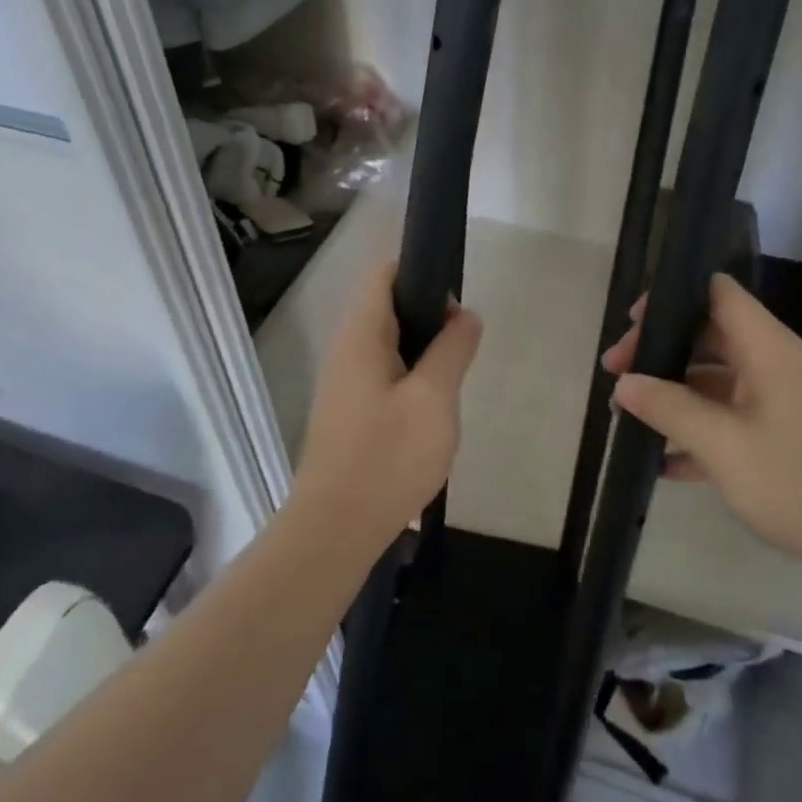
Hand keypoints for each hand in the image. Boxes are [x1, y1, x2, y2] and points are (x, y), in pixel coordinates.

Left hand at [293, 259, 482, 549]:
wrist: (336, 528)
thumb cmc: (387, 457)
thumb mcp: (435, 398)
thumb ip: (453, 349)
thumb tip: (465, 315)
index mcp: (361, 335)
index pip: (384, 274)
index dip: (420, 272)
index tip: (454, 302)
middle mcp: (346, 350)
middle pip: (388, 308)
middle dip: (429, 318)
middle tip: (462, 349)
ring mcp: (344, 383)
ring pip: (389, 346)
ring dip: (423, 354)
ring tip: (452, 382)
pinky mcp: (349, 413)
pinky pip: (384, 377)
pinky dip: (411, 380)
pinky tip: (431, 412)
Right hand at [602, 273, 801, 587]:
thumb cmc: (798, 481)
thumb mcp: (723, 445)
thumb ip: (669, 408)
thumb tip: (624, 383)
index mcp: (766, 347)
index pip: (717, 292)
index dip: (672, 297)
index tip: (631, 326)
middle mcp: (771, 363)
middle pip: (707, 335)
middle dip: (660, 350)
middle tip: (616, 375)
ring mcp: (775, 400)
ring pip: (713, 378)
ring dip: (672, 392)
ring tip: (627, 413)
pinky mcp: (777, 434)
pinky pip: (726, 416)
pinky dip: (695, 428)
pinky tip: (662, 461)